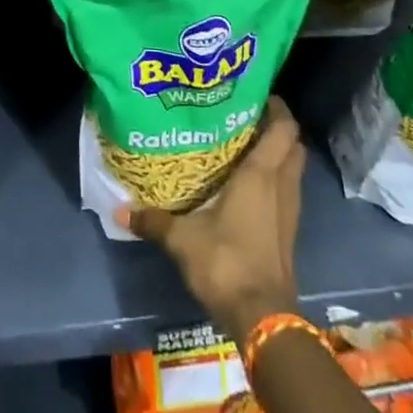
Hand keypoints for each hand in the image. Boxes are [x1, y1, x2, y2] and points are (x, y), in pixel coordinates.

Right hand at [116, 96, 303, 341]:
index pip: (284, 129)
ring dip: (279, 155)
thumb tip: (119, 210)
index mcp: (261, 175)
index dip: (277, 108)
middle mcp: (281, 186)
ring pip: (293, 169)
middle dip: (278, 129)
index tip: (256, 94)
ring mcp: (289, 211)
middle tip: (248, 117)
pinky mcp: (289, 233)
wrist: (262, 318)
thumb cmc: (226, 261)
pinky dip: (276, 181)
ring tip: (246, 146)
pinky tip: (250, 186)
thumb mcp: (182, 239)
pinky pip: (287, 192)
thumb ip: (154, 220)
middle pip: (294, 146)